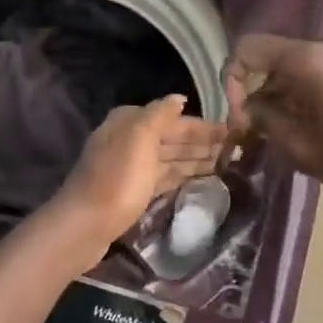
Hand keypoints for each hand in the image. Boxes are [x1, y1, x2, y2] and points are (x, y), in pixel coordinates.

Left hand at [51, 96, 228, 245]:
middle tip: (236, 150)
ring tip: (226, 163)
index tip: (233, 132)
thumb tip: (179, 98)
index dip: (202, 126)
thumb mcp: (139, 138)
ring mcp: (131, 166)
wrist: (85, 224)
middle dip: (202, 142)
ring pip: (170, 158)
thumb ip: (160, 114)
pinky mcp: (133, 191)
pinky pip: (164, 176)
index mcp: (130, 122)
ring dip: (196, 158)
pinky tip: (201, 178)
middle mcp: (129, 139)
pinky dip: (182, 175)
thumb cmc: (117, 178)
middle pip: (172, 138)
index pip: (174, 119)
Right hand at [223, 35, 322, 194]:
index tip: (239, 116)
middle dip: (255, 92)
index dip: (231, 80)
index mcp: (304, 58)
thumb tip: (248, 108)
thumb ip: (263, 120)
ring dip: (279, 95)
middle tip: (256, 131)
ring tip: (281, 133)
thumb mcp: (299, 146)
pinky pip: (314, 70)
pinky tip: (308, 124)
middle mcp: (322, 44)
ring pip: (292, 66)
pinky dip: (300, 92)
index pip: (246, 48)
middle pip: (270, 58)